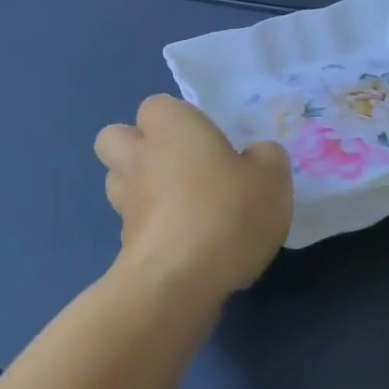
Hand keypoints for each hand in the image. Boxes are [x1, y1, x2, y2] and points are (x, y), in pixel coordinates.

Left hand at [94, 95, 293, 298]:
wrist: (179, 283)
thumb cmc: (227, 211)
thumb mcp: (272, 176)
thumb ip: (265, 157)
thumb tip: (254, 157)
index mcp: (171, 127)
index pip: (158, 106)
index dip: (179, 120)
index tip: (209, 141)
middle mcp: (139, 157)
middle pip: (115, 138)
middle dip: (138, 146)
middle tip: (181, 164)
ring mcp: (124, 203)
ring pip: (117, 181)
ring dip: (140, 187)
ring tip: (181, 204)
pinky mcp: (123, 246)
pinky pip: (133, 224)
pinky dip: (151, 229)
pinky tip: (185, 243)